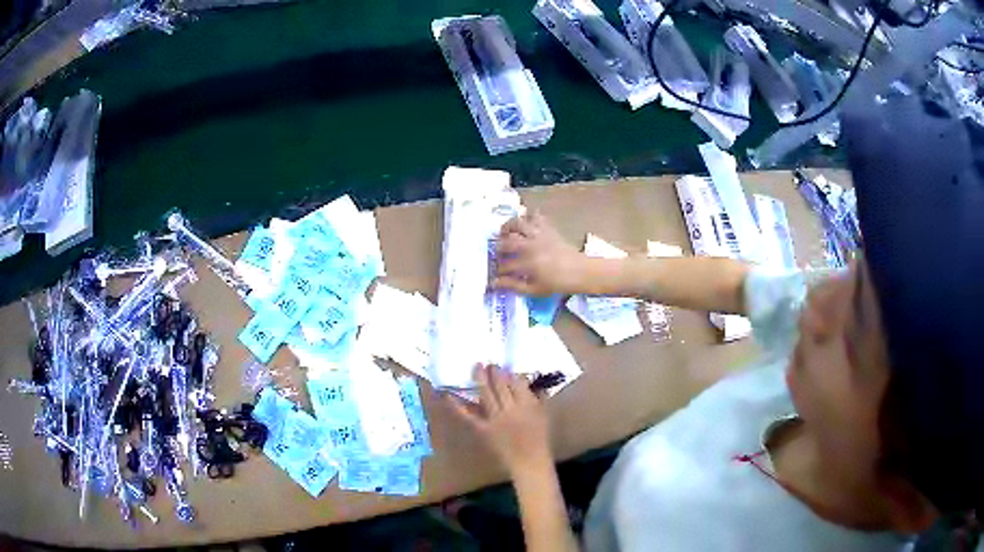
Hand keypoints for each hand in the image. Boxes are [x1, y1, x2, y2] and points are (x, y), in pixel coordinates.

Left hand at [447, 364, 552, 476]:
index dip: (510, 373)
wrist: (529, 461)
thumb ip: (537, 396)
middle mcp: (511, 409)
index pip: (517, 383)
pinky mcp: (484, 429)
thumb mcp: (543, 414)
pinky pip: (470, 416)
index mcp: (527, 405)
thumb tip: (529, 380)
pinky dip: (459, 406)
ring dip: (480, 379)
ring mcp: (496, 419)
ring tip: (476, 367)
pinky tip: (450, 395)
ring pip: (486, 395)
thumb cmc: (539, 437)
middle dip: (494, 372)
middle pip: (500, 386)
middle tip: (489, 363)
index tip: (505, 367)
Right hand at [494, 211, 587, 295]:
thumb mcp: (534, 290)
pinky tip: (525, 224)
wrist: (580, 271)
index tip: (495, 273)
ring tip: (505, 233)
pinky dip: (528, 217)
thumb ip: (513, 286)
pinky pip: (536, 216)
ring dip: (508, 227)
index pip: (504, 265)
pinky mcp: (548, 228)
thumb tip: (494, 283)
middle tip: (497, 252)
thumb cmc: (557, 283)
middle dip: (498, 248)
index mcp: (528, 264)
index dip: (497, 269)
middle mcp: (531, 246)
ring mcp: (540, 235)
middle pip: (507, 242)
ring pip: (518, 223)